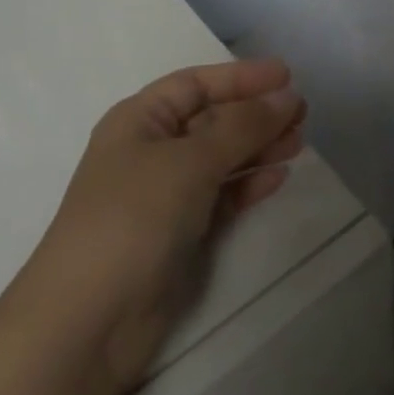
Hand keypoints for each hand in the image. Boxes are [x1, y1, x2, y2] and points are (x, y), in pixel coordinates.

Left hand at [33, 59, 305, 394]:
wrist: (90, 319)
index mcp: (138, 121)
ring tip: (299, 142)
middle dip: (254, 114)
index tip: (288, 75)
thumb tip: (287, 96)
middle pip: (211, 120)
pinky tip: (278, 177)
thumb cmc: (133, 218)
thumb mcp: (189, 161)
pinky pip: (221, 196)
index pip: (195, 84)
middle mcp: (150, 152)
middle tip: (303, 113)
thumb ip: (242, 127)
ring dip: (258, 148)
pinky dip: (248, 185)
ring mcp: (164, 195)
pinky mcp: (179, 233)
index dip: (240, 77)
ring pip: (220, 159)